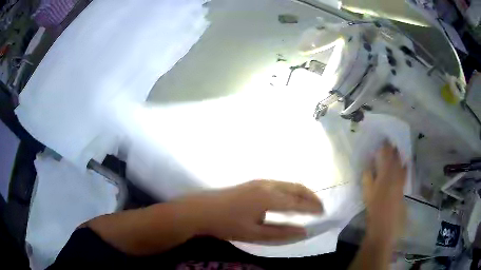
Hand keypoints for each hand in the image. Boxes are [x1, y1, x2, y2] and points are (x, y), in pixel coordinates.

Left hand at [176, 180, 322, 242]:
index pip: (298, 202)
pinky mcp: (252, 183)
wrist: (200, 210)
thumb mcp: (254, 234)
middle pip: (295, 187)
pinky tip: (289, 200)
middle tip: (320, 207)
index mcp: (269, 197)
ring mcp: (259, 182)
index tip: (323, 213)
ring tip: (308, 204)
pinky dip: (290, 191)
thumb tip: (304, 231)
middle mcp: (267, 185)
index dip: (312, 207)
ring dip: (300, 192)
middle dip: (310, 196)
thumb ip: (281, 233)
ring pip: (287, 184)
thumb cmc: (226, 224)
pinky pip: (279, 184)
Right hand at [362, 143, 406, 246]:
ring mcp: (400, 182)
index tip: (384, 140)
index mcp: (384, 176)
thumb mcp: (367, 193)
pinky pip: (405, 175)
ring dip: (399, 157)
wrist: (384, 226)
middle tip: (391, 142)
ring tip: (398, 150)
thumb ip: (368, 177)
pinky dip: (405, 168)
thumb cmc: (373, 210)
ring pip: (401, 166)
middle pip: (395, 160)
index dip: (386, 148)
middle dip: (393, 150)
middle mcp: (394, 176)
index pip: (386, 157)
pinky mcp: (402, 189)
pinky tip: (405, 164)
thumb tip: (369, 164)